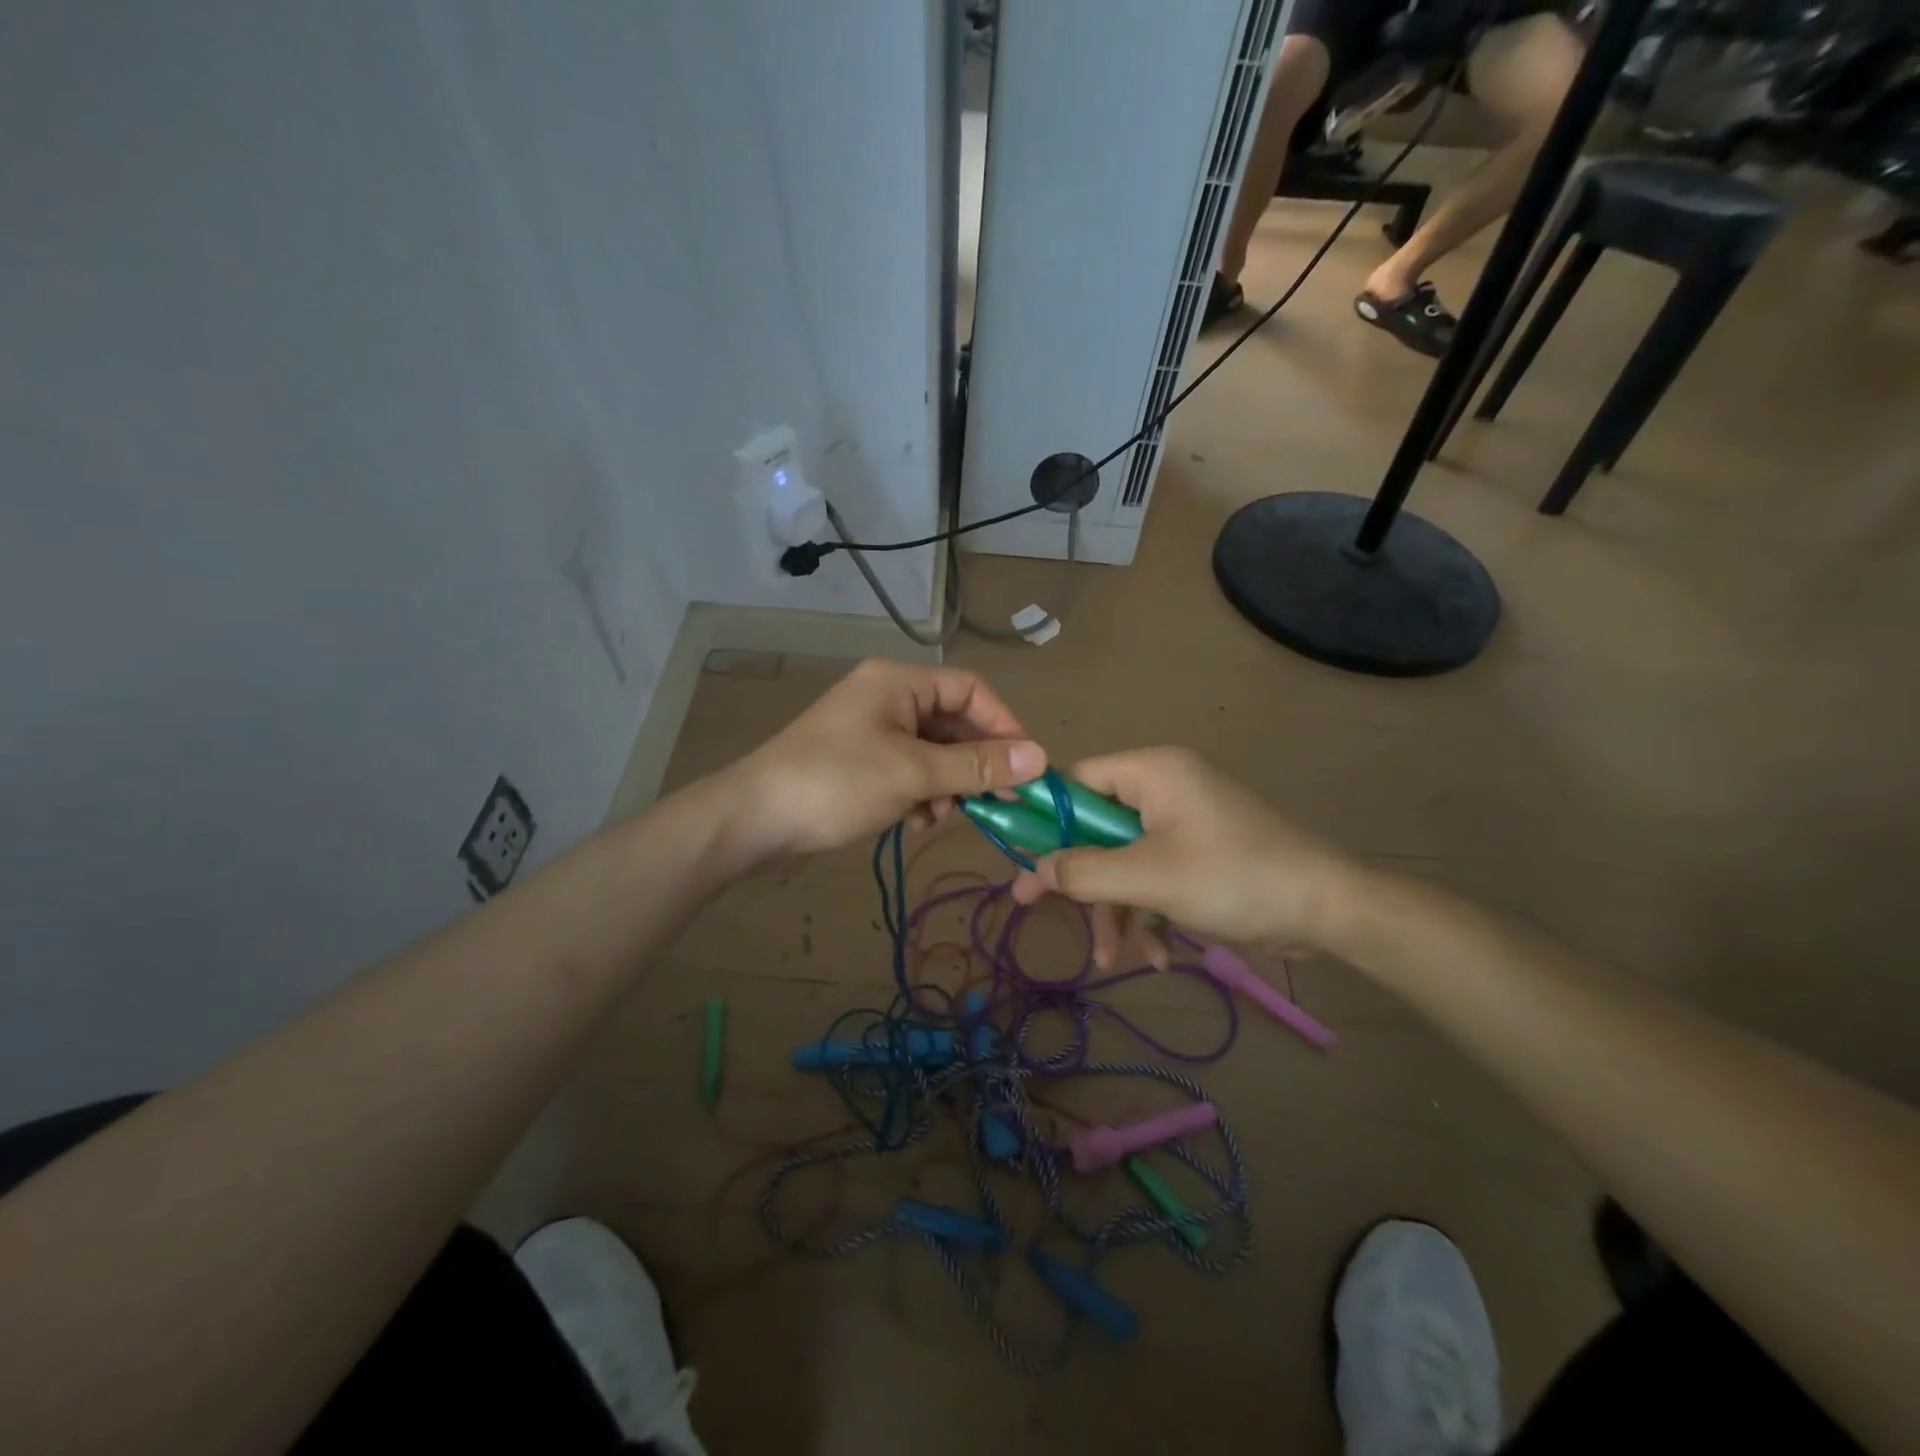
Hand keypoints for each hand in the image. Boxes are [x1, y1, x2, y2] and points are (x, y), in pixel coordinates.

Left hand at [725, 659, 1044, 859]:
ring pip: (934, 752)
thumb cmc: (836, 783)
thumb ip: (977, 765)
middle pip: (953, 722)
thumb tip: (1039, 757)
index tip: (1025, 766)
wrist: (754, 819)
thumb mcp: (913, 773)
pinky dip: (921, 794)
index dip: (1003, 724)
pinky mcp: (861, 762)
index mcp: (899, 682)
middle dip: (974, 763)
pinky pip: (910, 770)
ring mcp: (872, 731)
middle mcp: (888, 697)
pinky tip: (915, 821)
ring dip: (948, 784)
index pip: (971, 689)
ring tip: (943, 815)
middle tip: (997, 802)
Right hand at [1008, 747, 1353, 965]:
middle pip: (1096, 827)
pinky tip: (1155, 956)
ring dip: (1115, 909)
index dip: (1044, 817)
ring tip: (1112, 961)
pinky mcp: (1199, 853)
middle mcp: (1163, 788)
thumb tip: (1035, 870)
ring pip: (1123, 859)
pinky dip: (1148, 912)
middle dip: (1079, 879)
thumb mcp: (1150, 878)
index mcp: (1150, 772)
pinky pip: (1154, 875)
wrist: (1330, 909)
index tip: (1018, 855)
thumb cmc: (1234, 878)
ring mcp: (1183, 822)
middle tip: (1034, 908)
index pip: (1076, 781)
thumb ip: (1085, 872)